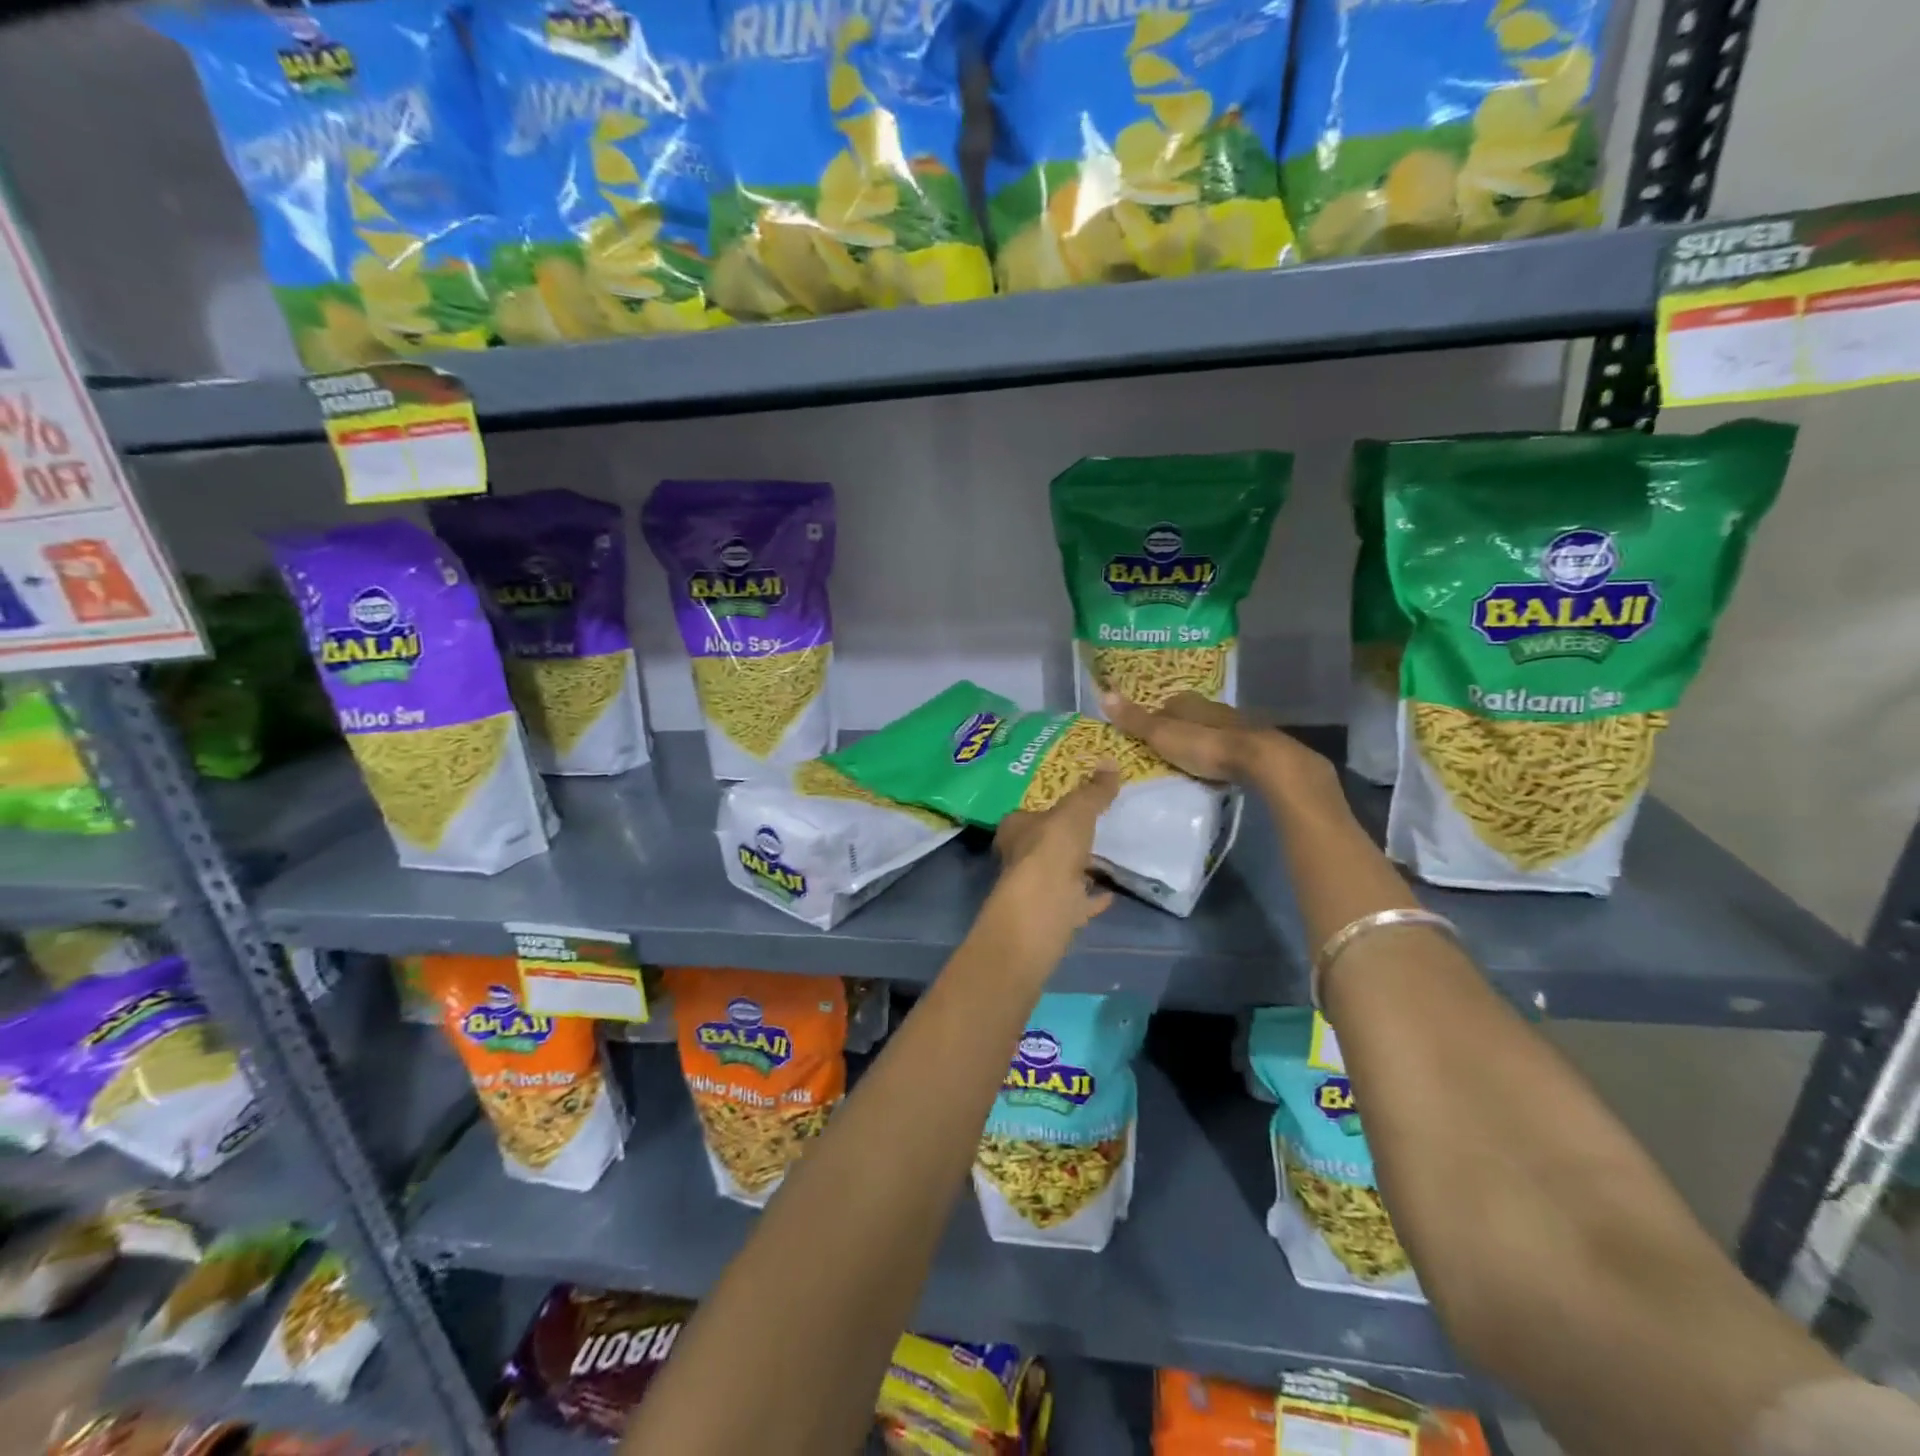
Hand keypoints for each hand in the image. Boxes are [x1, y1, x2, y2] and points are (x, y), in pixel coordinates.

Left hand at [989, 765, 1119, 956]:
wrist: (1047, 903)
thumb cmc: (1052, 846)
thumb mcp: (1077, 810)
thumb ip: (1094, 791)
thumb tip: (1111, 762)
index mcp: (1014, 830)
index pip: (1023, 816)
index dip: (1043, 811)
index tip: (1064, 808)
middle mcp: (1018, 859)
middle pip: (1041, 846)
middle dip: (1060, 841)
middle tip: (1087, 831)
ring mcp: (1036, 889)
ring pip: (1058, 875)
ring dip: (1076, 869)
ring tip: (1102, 858)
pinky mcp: (1054, 913)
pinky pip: (1077, 902)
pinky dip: (1091, 897)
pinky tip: (1110, 893)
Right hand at [1101, 690, 1341, 802]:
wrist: (1259, 759)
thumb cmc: (1204, 745)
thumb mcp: (1161, 734)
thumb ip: (1134, 719)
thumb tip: (1103, 693)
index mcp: (1187, 702)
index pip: (1165, 705)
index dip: (1154, 718)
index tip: (1145, 736)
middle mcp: (1211, 707)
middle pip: (1188, 717)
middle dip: (1177, 730)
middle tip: (1163, 750)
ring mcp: (1234, 724)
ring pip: (1209, 730)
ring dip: (1199, 743)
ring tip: (1185, 762)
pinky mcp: (1250, 744)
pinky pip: (1226, 747)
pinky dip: (1217, 755)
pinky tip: (1213, 769)